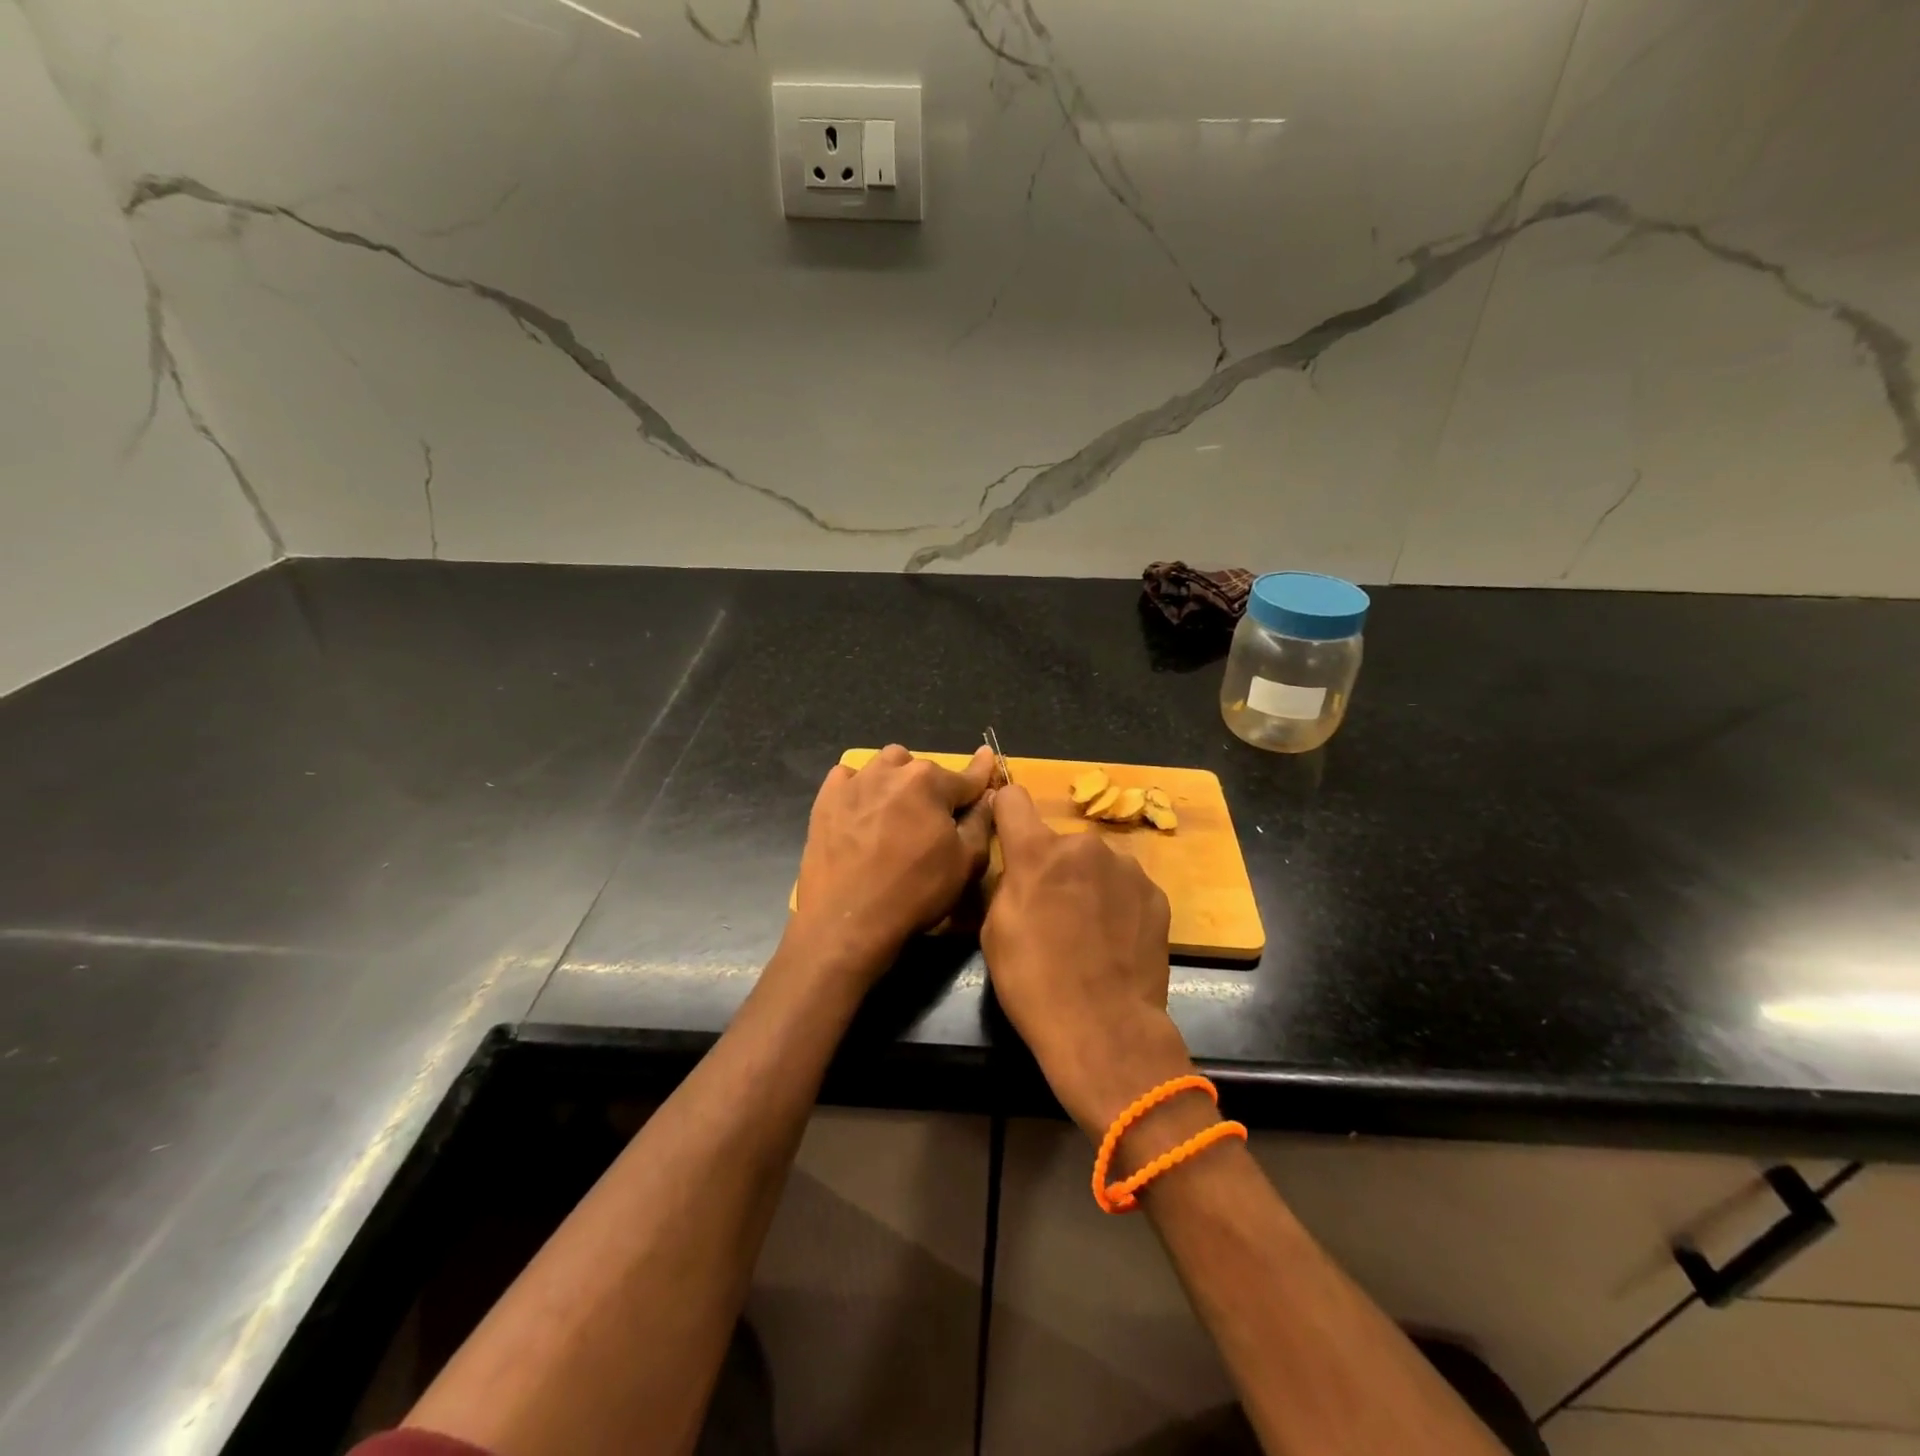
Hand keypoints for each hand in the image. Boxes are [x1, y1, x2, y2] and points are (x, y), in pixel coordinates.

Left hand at [791, 744, 996, 978]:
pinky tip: (862, 809)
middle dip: (933, 788)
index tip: (988, 756)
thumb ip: (981, 821)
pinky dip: (860, 786)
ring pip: (885, 765)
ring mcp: (855, 782)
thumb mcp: (966, 862)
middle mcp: (892, 770)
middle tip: (932, 819)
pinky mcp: (826, 799)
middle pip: (923, 769)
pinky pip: (848, 777)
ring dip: (897, 779)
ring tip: (896, 808)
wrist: (847, 920)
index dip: (982, 772)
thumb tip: (988, 795)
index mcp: (930, 781)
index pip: (967, 776)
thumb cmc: (915, 891)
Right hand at [983, 786, 1194, 1140]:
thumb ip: (1007, 881)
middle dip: (1054, 866)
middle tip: (1052, 910)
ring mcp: (1127, 868)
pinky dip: (1118, 904)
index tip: (1005, 826)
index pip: (1014, 799)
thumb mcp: (995, 930)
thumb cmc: (1034, 981)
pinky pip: (1125, 887)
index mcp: (1039, 852)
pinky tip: (1115, 941)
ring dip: (1089, 883)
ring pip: (1096, 864)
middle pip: (1060, 842)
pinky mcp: (1156, 894)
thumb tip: (1020, 867)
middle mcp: (1085, 846)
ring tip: (1089, 931)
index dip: (1005, 809)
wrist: (1104, 1028)